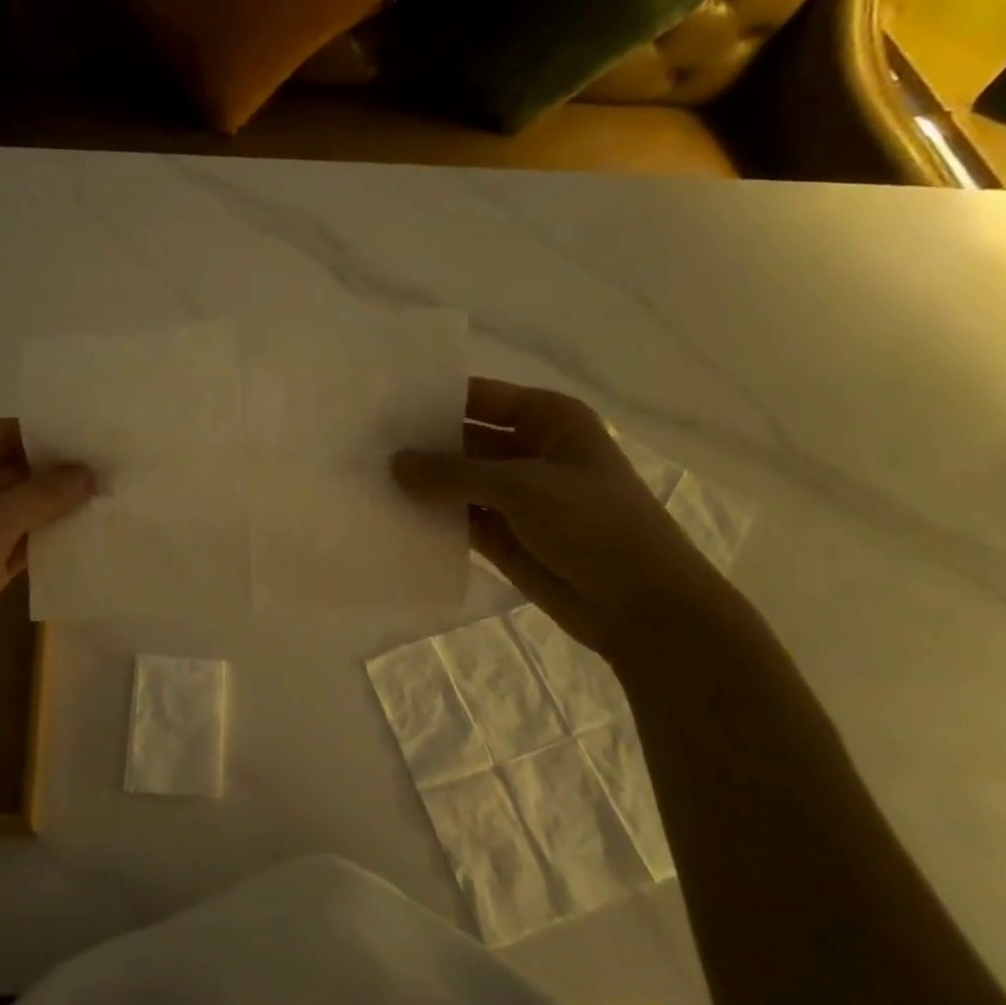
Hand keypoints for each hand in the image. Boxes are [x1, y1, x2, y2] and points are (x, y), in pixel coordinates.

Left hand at [0, 419, 92, 691]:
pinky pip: (19, 539)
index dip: (49, 436)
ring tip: (111, 496)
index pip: (3, 434)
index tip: (97, 438)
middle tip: (113, 469)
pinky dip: (47, 538)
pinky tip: (88, 533)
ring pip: (19, 506)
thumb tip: (92, 471)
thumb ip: (44, 493)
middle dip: (58, 473)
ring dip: (57, 507)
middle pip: (13, 469)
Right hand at [393, 378, 743, 657]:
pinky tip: (389, 515)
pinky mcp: (503, 534)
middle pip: (463, 438)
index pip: (479, 397)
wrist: (642, 607)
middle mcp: (529, 450)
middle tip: (363, 444)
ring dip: (421, 483)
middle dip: (420, 444)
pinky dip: (431, 516)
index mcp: (548, 420)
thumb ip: (453, 473)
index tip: (381, 404)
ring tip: (364, 478)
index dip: (433, 399)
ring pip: (457, 480)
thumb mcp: (522, 488)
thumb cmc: (594, 526)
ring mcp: (515, 495)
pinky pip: (458, 517)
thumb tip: (392, 463)